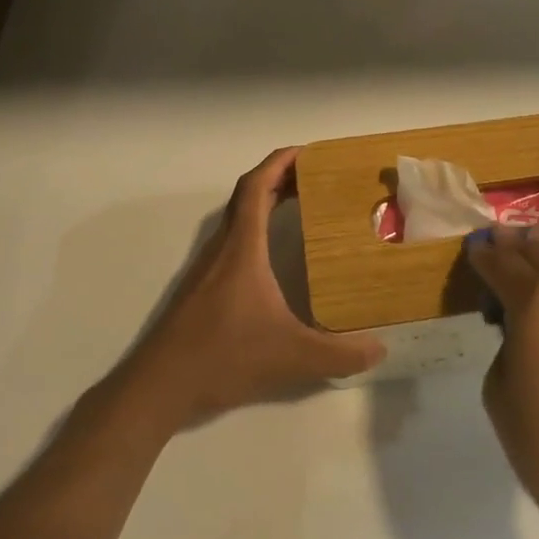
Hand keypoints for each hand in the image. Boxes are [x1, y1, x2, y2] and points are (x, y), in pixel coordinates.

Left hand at [116, 148, 385, 433]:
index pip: (256, 187)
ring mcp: (208, 267)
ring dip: (266, 202)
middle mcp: (223, 248)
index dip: (279, 162)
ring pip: (238, 218)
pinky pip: (233, 240)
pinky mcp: (202, 287)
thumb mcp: (289, 356)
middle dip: (280, 178)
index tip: (308, 152)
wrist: (158, 386)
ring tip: (302, 206)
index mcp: (242, 248)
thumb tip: (380, 350)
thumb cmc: (222, 357)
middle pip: (247, 195)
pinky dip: (256, 230)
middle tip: (317, 178)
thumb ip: (338, 354)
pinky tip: (274, 256)